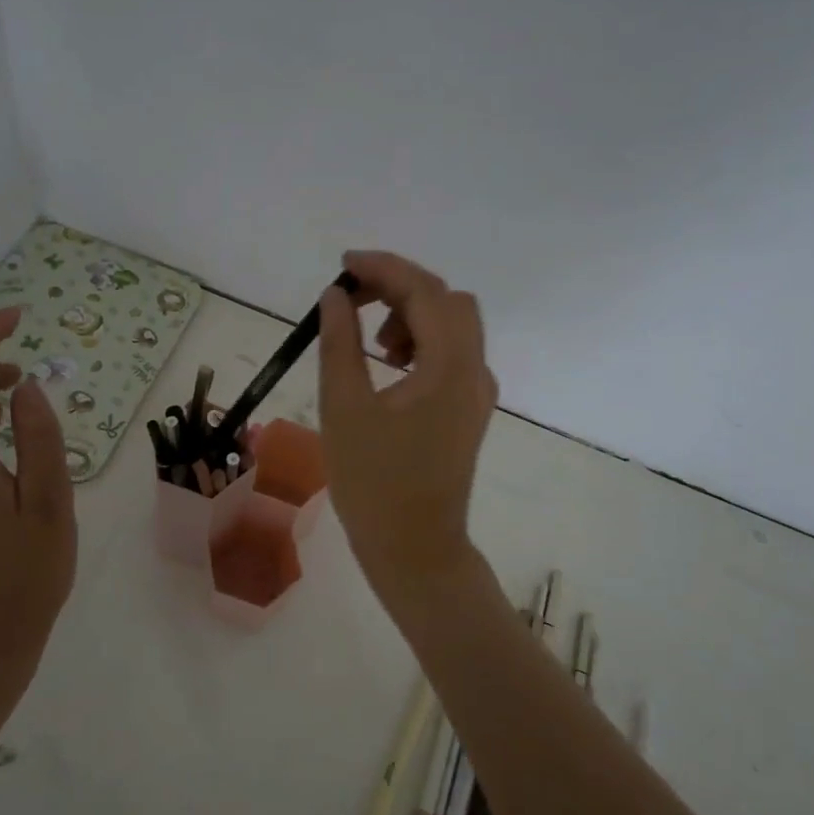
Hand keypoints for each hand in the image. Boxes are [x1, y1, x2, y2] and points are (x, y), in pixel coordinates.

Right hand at [317, 250, 496, 600]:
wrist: (415, 549)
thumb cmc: (373, 483)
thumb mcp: (345, 408)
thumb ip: (339, 343)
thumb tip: (335, 296)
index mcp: (449, 367)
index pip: (425, 291)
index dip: (384, 268)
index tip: (343, 265)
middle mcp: (475, 371)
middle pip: (447, 301)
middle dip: (400, 289)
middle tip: (354, 304)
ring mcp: (478, 392)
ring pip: (454, 326)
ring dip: (412, 317)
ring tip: (371, 349)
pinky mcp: (470, 411)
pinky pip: (453, 355)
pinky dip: (422, 344)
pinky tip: (389, 370)